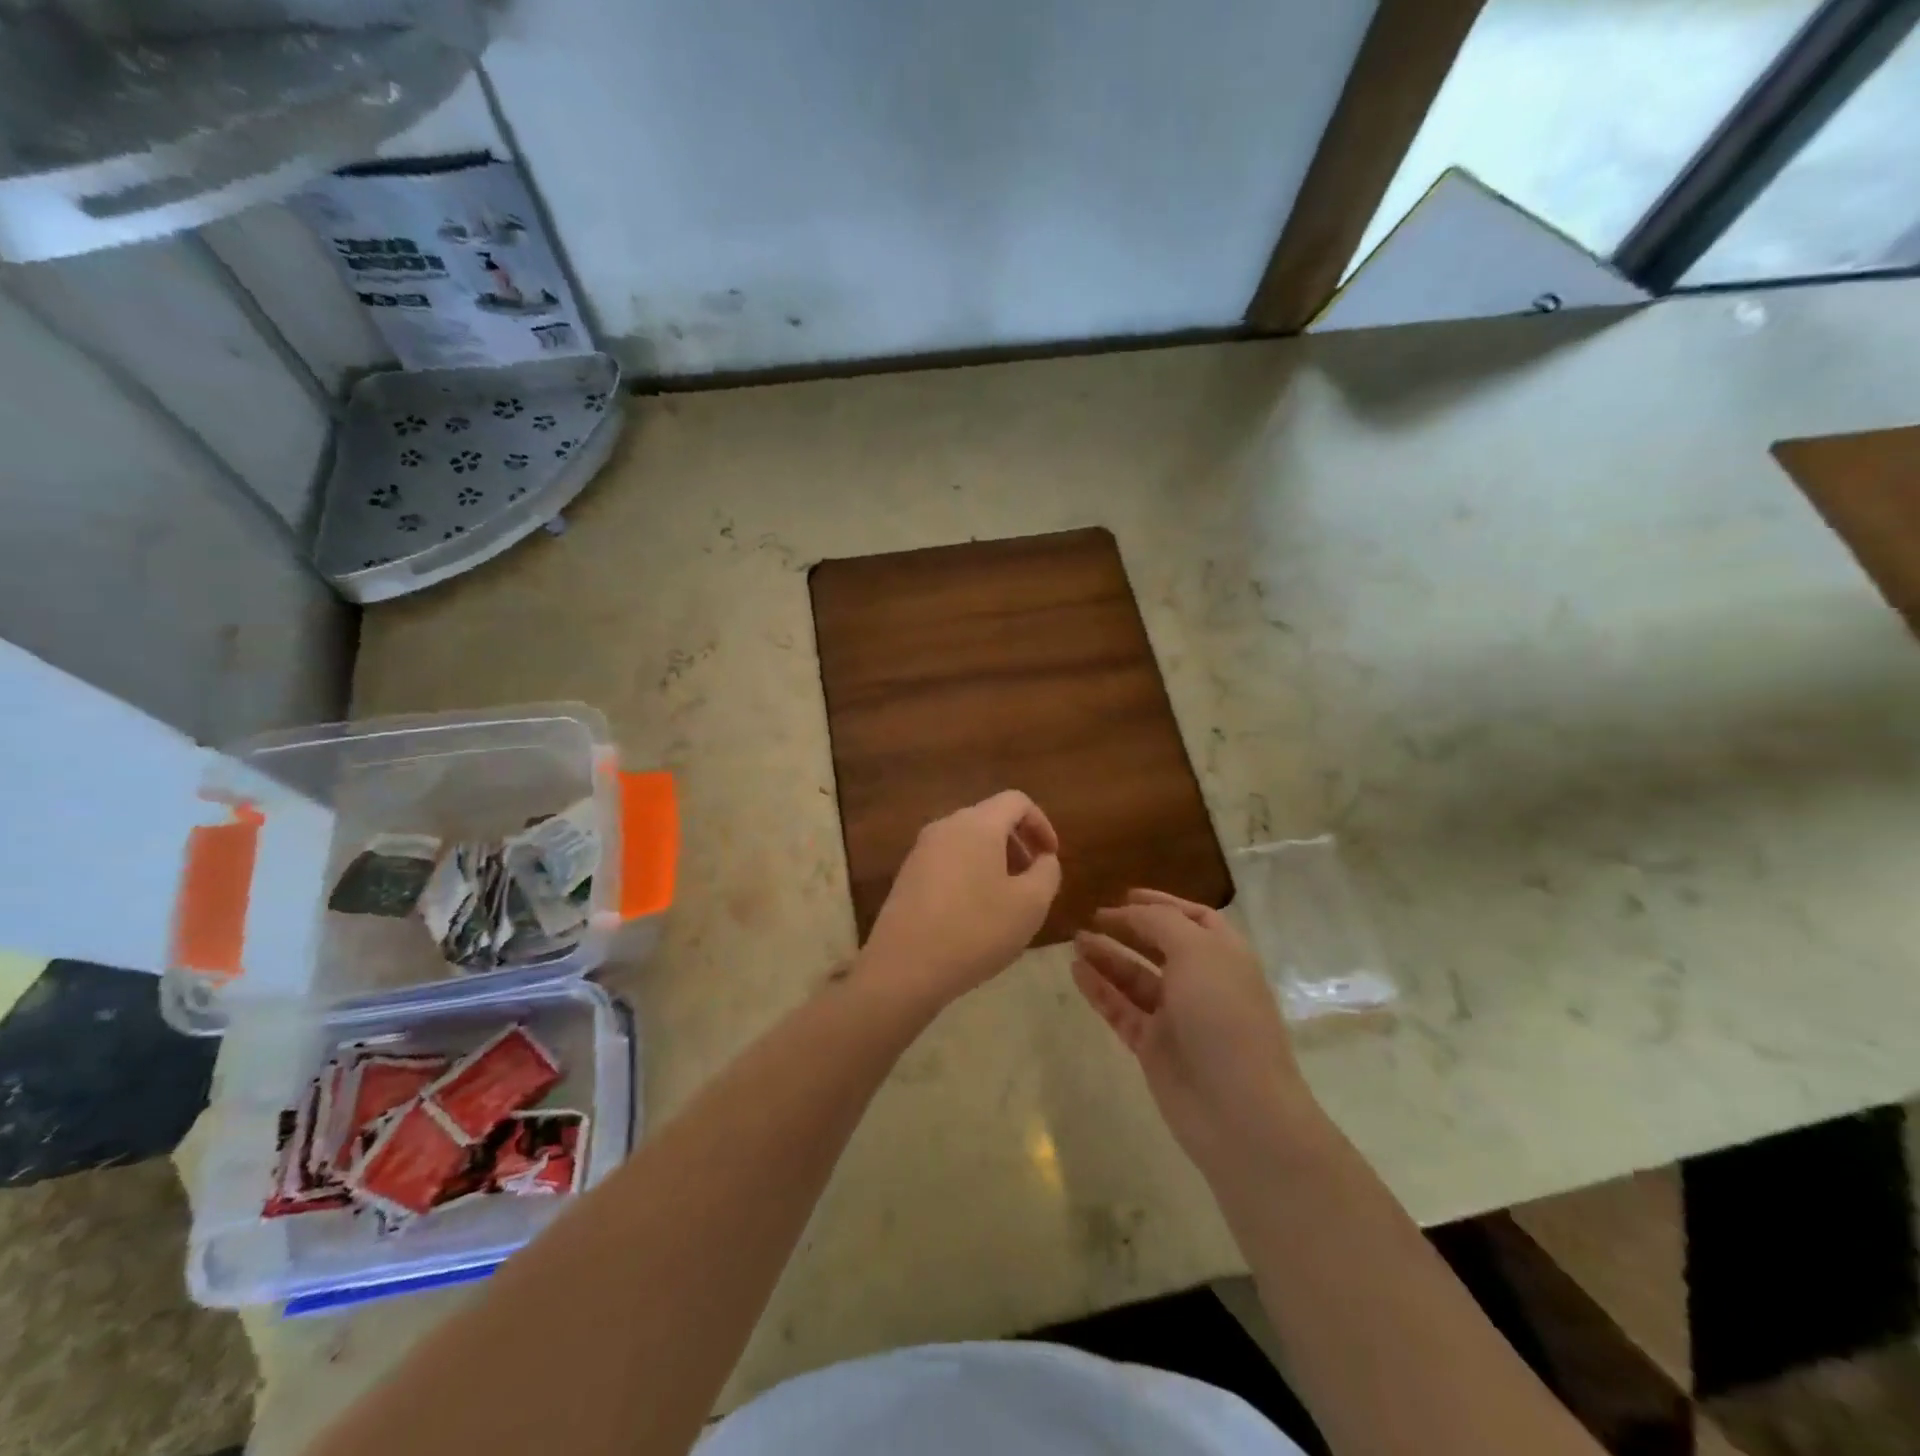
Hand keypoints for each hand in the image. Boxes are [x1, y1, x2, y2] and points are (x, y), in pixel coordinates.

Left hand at [858, 791, 1062, 1012]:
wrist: (904, 967)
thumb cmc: (975, 930)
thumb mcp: (1030, 905)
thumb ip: (1047, 872)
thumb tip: (1043, 859)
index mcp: (977, 824)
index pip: (1016, 801)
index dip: (1041, 824)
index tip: (1051, 858)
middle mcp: (945, 826)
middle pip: (990, 818)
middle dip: (1018, 844)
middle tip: (1032, 881)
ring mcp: (921, 850)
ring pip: (968, 840)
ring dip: (994, 861)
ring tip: (1006, 901)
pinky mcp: (907, 875)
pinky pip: (948, 860)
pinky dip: (970, 873)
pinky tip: (974, 914)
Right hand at [1072, 890, 1318, 1177]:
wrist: (1238, 1109)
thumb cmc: (1223, 1016)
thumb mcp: (1196, 952)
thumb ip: (1160, 923)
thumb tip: (1132, 910)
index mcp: (1223, 955)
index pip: (1192, 918)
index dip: (1161, 903)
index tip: (1124, 894)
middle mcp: (1202, 981)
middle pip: (1160, 945)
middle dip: (1128, 928)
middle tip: (1092, 917)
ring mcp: (1177, 1016)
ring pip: (1135, 977)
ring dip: (1107, 956)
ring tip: (1075, 940)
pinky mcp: (1154, 1046)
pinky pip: (1121, 1009)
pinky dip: (1100, 989)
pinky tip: (1076, 971)